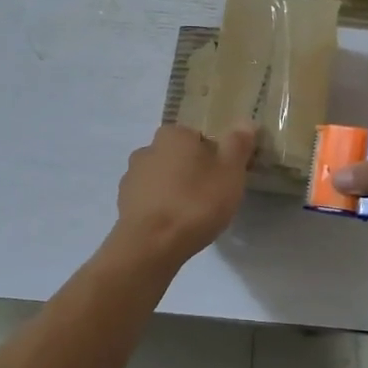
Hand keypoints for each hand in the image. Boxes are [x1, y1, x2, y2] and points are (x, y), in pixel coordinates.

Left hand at [107, 123, 256, 268]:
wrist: (151, 245)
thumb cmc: (195, 203)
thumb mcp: (230, 172)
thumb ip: (237, 144)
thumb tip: (244, 121)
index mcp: (173, 134)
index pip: (198, 136)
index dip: (214, 155)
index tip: (224, 177)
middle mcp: (147, 149)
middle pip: (178, 157)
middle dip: (193, 172)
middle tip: (212, 197)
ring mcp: (131, 177)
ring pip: (162, 178)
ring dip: (175, 190)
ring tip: (193, 215)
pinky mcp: (123, 203)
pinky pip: (150, 200)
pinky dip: (161, 208)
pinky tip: (174, 226)